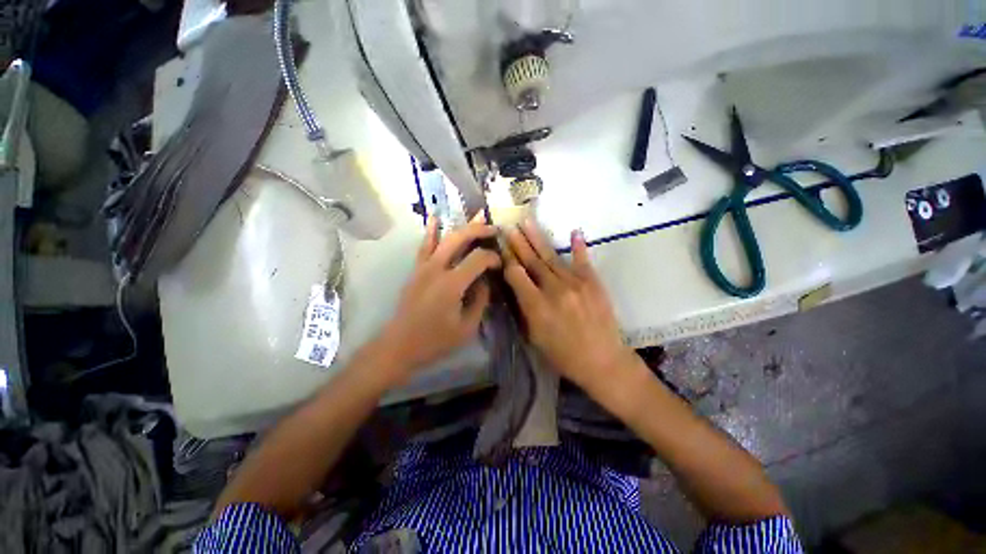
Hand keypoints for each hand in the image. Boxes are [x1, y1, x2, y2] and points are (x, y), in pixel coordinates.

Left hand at [378, 216, 500, 380]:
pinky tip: (435, 217)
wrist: (400, 345)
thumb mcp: (467, 327)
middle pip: (460, 238)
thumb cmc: (435, 341)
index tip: (500, 264)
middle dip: (479, 230)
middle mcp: (437, 268)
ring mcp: (423, 267)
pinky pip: (424, 246)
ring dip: (462, 226)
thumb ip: (480, 300)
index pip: (478, 258)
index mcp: (452, 284)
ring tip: (477, 217)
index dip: (492, 257)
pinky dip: (431, 230)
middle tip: (494, 229)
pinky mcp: (416, 270)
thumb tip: (485, 281)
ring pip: (444, 238)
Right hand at [504, 221, 632, 388]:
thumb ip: (524, 309)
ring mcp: (576, 284)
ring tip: (527, 222)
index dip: (506, 259)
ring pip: (551, 257)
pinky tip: (574, 231)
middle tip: (508, 226)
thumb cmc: (563, 355)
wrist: (603, 361)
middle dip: (518, 242)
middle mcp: (554, 290)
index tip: (499, 246)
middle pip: (532, 261)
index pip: (516, 275)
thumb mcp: (534, 337)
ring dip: (537, 238)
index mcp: (537, 307)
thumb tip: (515, 286)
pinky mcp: (593, 283)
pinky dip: (579, 246)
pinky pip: (583, 260)